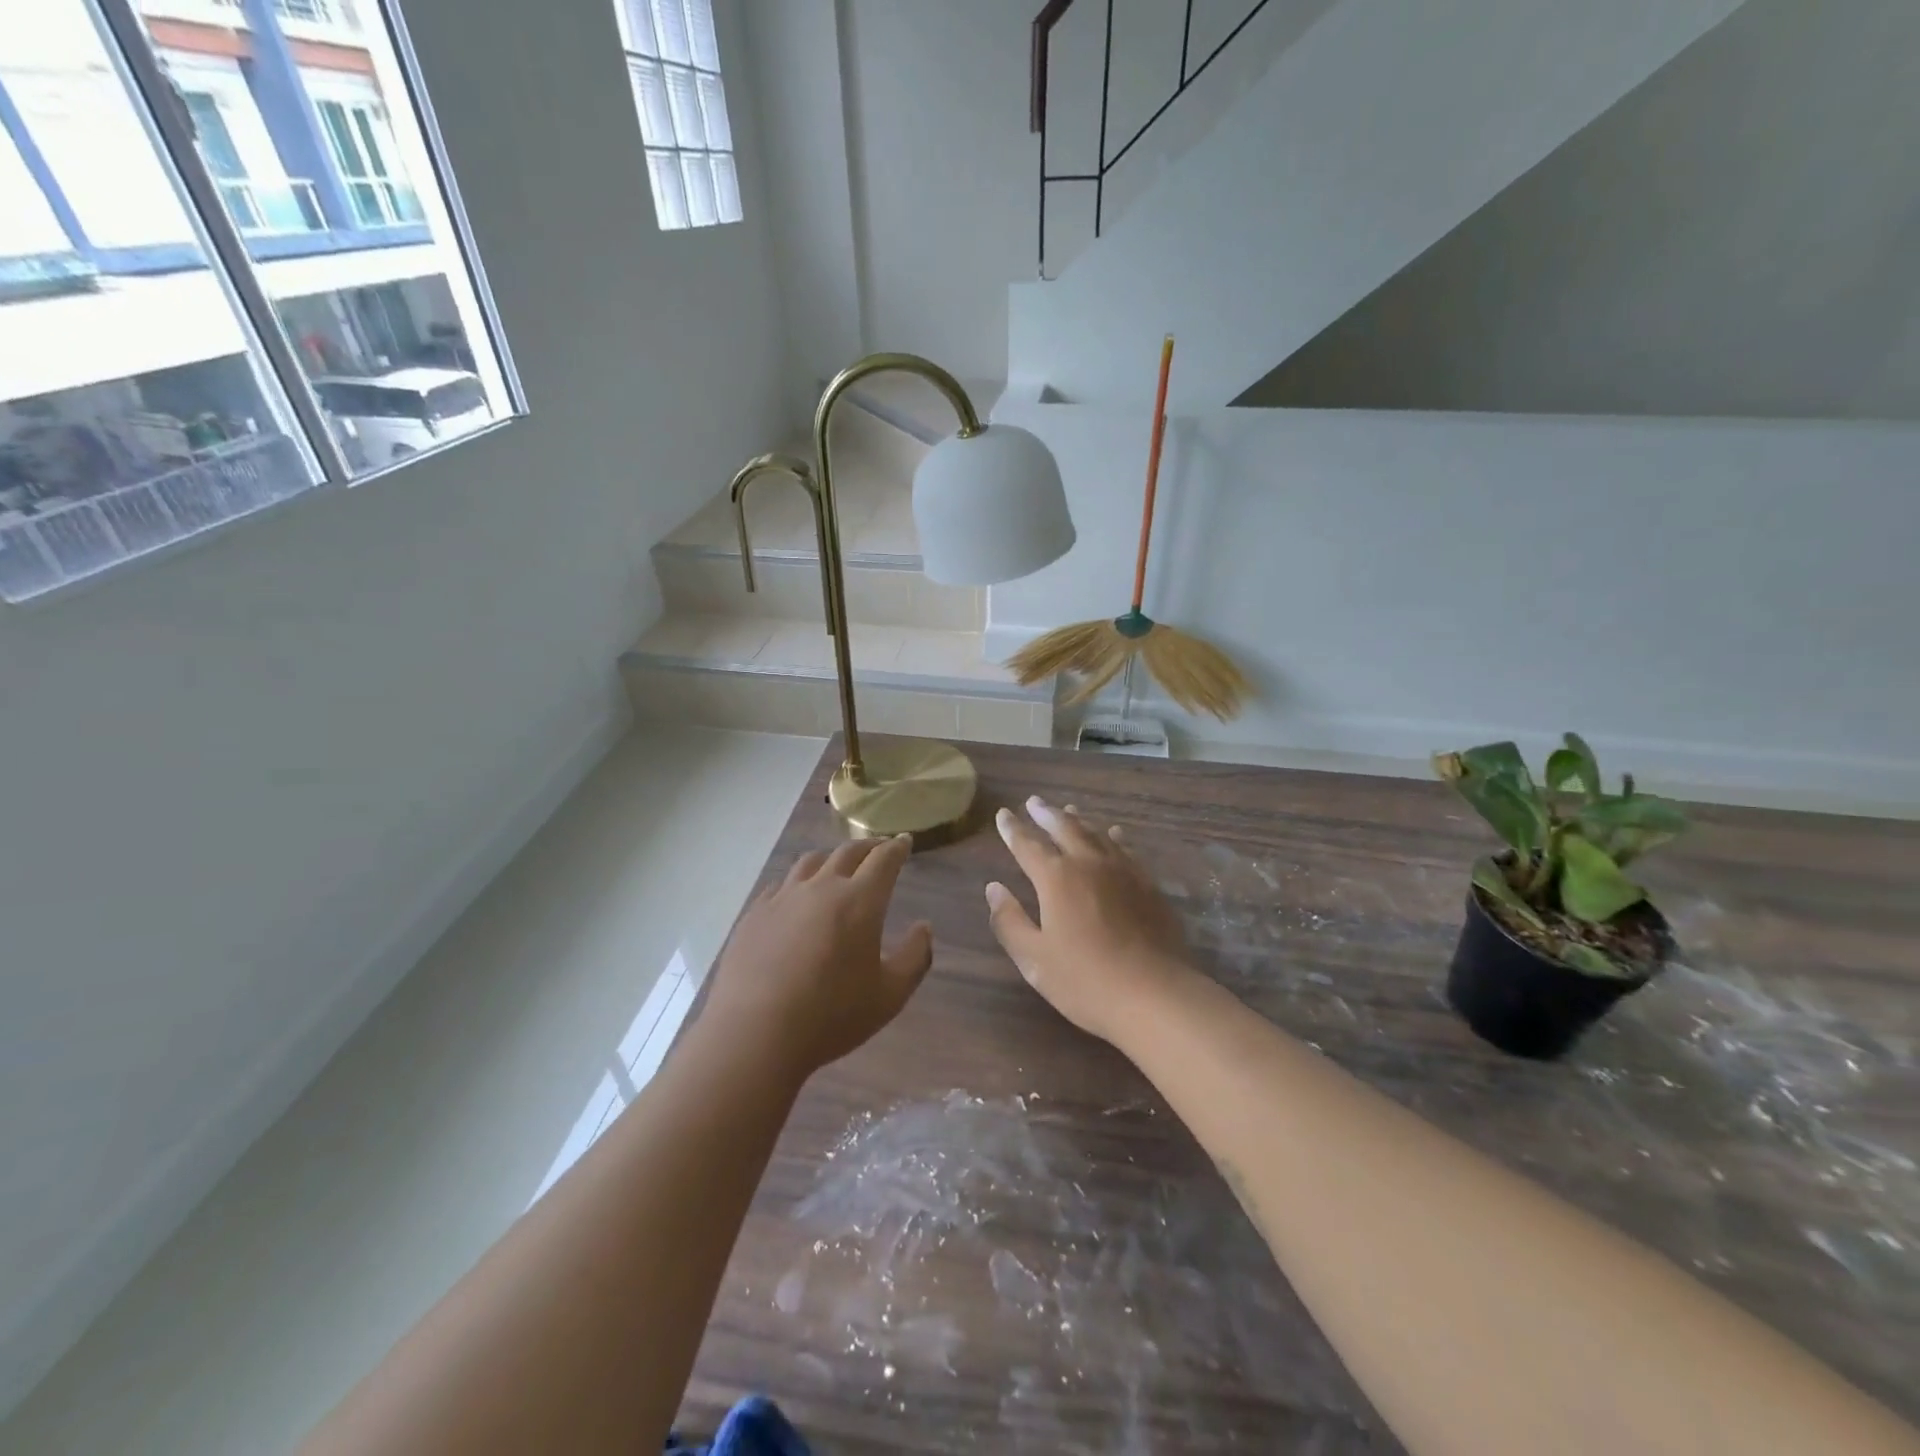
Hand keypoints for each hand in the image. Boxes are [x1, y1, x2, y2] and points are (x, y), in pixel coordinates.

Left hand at [703, 834, 932, 1080]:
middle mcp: (822, 887)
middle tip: (878, 849)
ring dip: (831, 859)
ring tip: (837, 867)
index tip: (905, 841)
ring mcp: (783, 898)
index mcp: (860, 901)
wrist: (755, 1033)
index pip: (884, 860)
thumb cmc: (831, 1016)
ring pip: (811, 862)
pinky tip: (795, 896)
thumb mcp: (890, 995)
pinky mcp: (754, 914)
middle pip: (847, 852)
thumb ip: (915, 957)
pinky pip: (780, 885)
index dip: (897, 847)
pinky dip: (797, 882)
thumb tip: (923, 927)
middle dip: (868, 847)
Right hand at [985, 796, 1195, 1043]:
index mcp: (1056, 879)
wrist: (1155, 995)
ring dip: (1078, 820)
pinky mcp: (1148, 884)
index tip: (1004, 814)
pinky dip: (1114, 837)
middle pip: (1064, 828)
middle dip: (1046, 814)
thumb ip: (1009, 921)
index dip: (1013, 829)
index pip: (1027, 845)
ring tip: (1069, 810)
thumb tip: (994, 889)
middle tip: (1034, 801)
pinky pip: (1126, 849)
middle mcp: (1089, 863)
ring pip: (1096, 833)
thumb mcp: (1034, 959)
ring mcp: (1123, 871)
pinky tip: (1114, 834)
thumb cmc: (1085, 981)